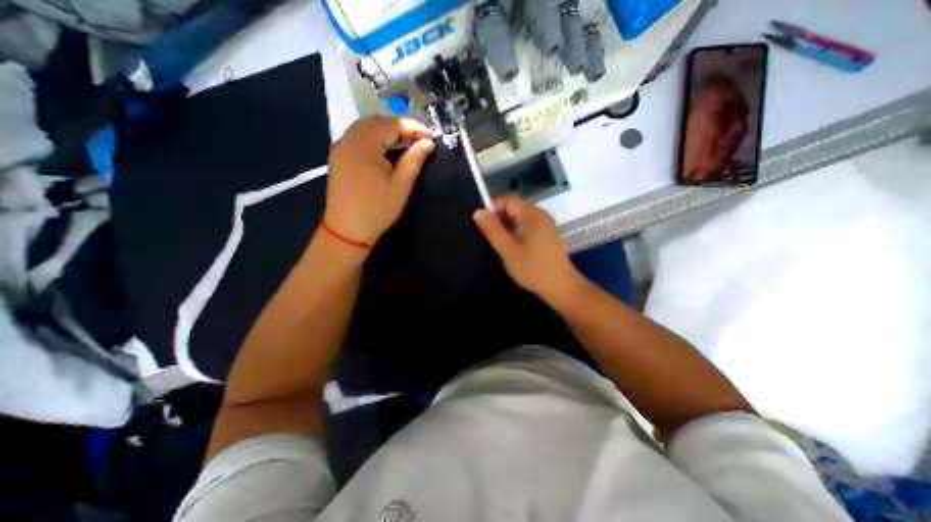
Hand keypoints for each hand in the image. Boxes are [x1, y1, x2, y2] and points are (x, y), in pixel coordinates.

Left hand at [324, 116, 435, 245]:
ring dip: (388, 132)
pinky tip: (387, 150)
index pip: (391, 124)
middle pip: (377, 122)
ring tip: (407, 144)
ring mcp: (341, 147)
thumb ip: (414, 160)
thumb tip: (428, 143)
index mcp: (363, 145)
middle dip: (401, 127)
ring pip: (367, 128)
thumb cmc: (377, 210)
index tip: (431, 138)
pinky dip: (376, 138)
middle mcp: (348, 139)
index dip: (413, 127)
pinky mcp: (339, 156)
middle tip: (420, 141)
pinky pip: (359, 137)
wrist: (347, 231)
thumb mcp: (401, 186)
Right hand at [473, 193, 578, 301]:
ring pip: (518, 218)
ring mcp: (544, 224)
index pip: (507, 200)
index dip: (491, 208)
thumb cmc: (533, 269)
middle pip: (513, 207)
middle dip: (498, 219)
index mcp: (532, 214)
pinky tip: (511, 247)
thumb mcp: (508, 250)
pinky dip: (515, 233)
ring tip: (498, 243)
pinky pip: (525, 226)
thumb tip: (478, 211)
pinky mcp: (545, 234)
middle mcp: (540, 214)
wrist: (561, 287)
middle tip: (488, 237)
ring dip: (506, 227)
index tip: (481, 225)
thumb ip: (492, 230)